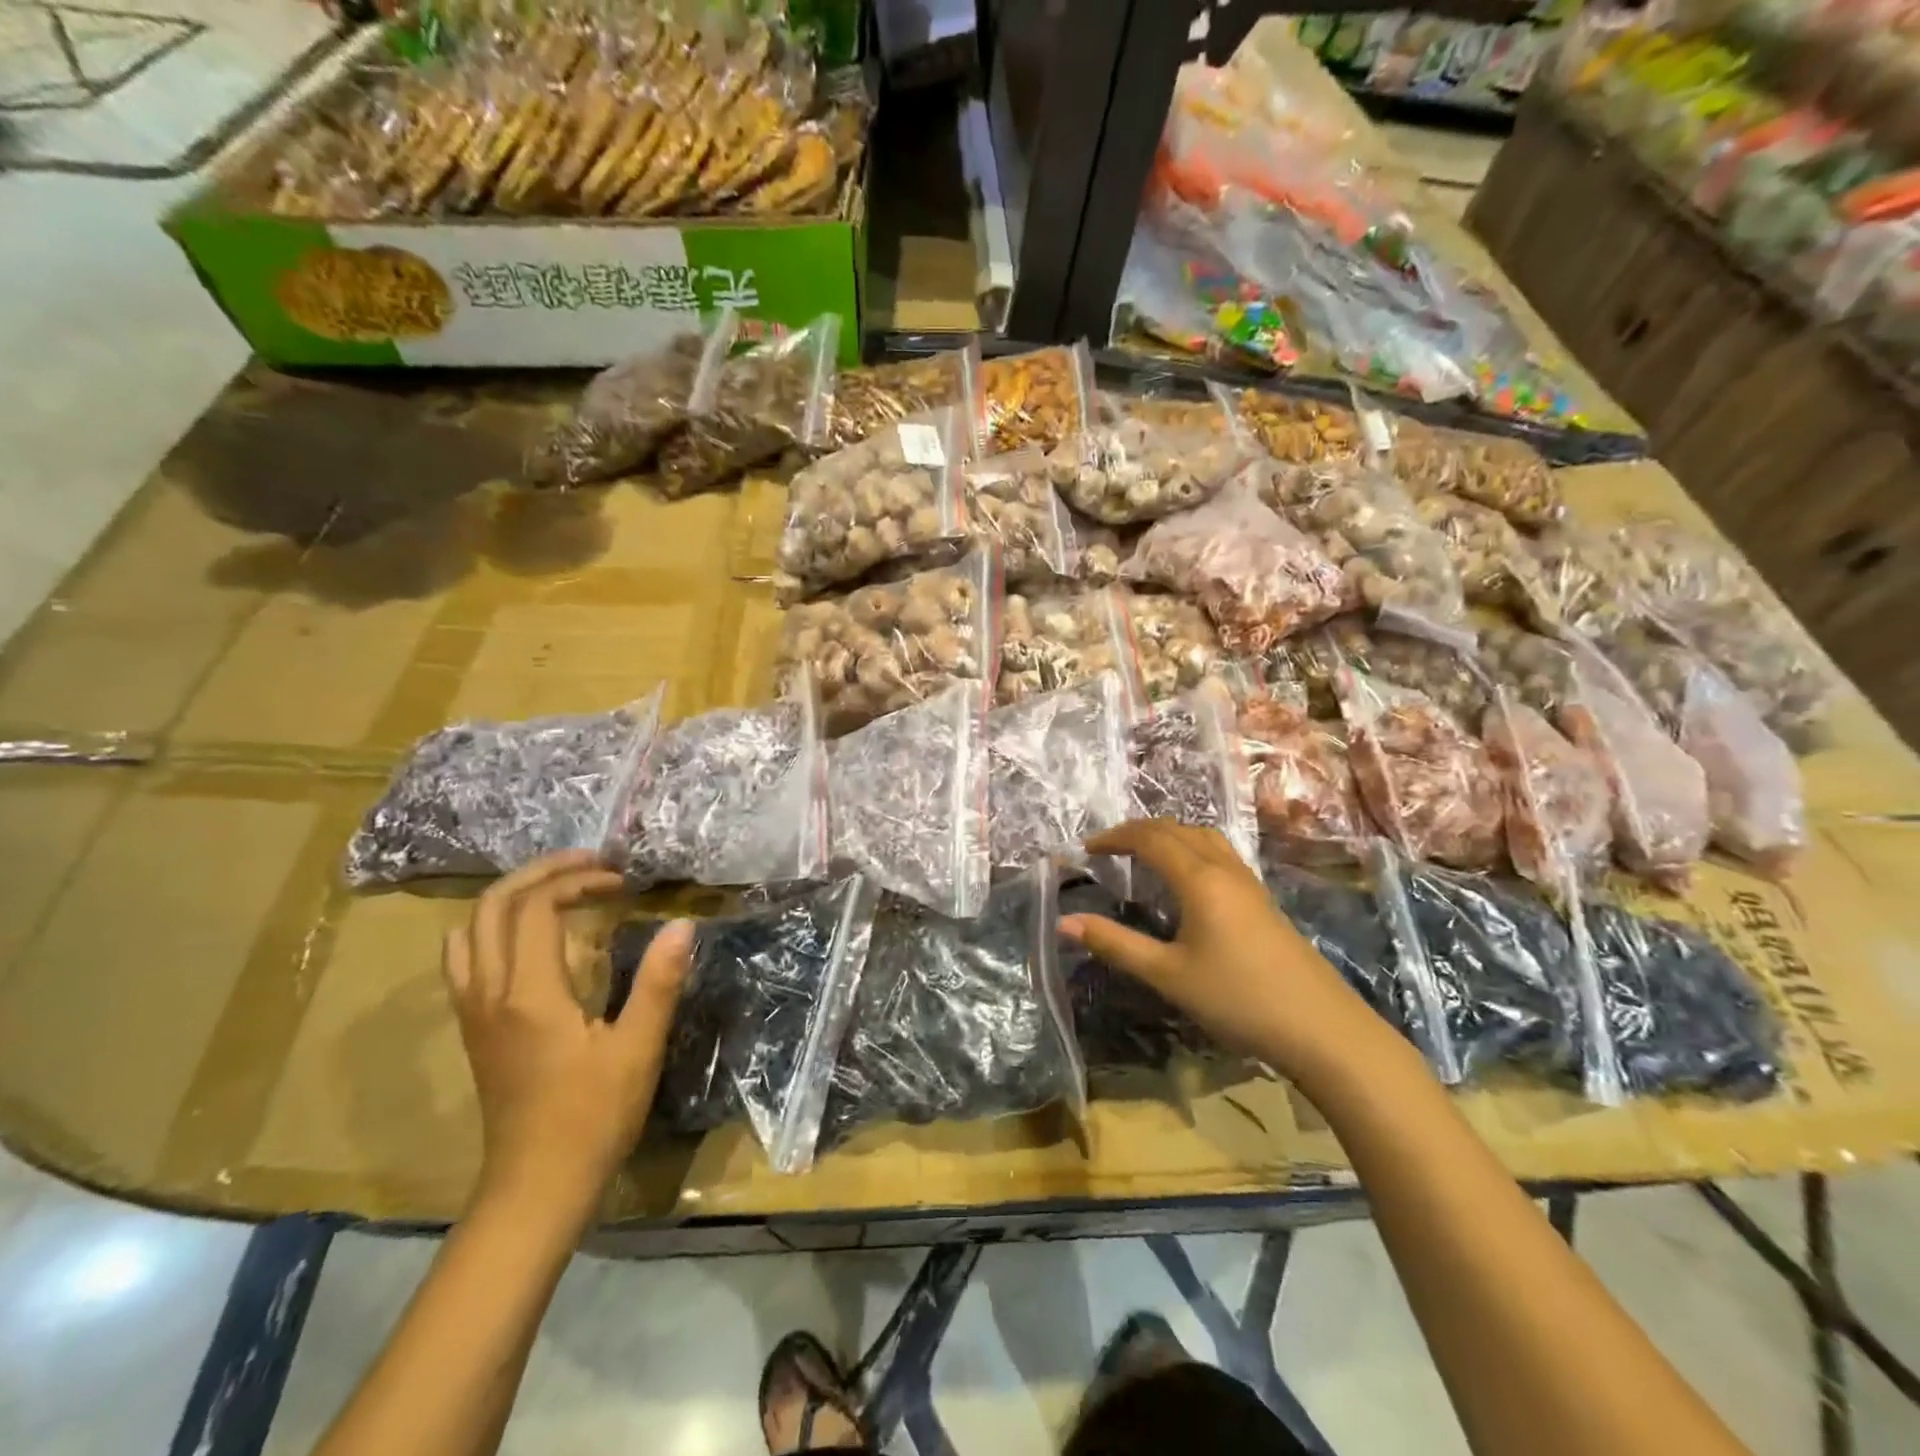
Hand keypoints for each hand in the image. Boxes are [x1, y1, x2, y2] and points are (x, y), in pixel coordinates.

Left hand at [442, 852, 692, 1220]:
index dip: (577, 880)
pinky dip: (494, 927)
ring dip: (511, 896)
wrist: (536, 1187)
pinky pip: (466, 957)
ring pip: (469, 929)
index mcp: (529, 993)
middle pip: (491, 906)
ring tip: (558, 889)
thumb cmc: (593, 1117)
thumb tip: (682, 924)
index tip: (620, 881)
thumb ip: (658, 982)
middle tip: (589, 866)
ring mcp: (474, 1011)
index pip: (535, 907)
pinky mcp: (474, 1028)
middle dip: (540, 873)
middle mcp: (490, 993)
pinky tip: (531, 936)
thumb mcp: (638, 1048)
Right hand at [1061, 821, 1391, 1086]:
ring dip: (1169, 835)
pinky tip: (1188, 880)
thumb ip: (1115, 944)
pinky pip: (1219, 855)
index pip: (1151, 839)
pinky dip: (1191, 849)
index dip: (1115, 837)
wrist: (1322, 1029)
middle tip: (1107, 848)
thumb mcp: (1168, 975)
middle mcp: (1224, 869)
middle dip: (1138, 831)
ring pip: (1204, 838)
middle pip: (1177, 830)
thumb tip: (1064, 922)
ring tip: (1144, 854)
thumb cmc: (1238, 999)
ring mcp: (1249, 883)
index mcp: (1199, 879)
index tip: (1086, 849)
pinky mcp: (1263, 901)